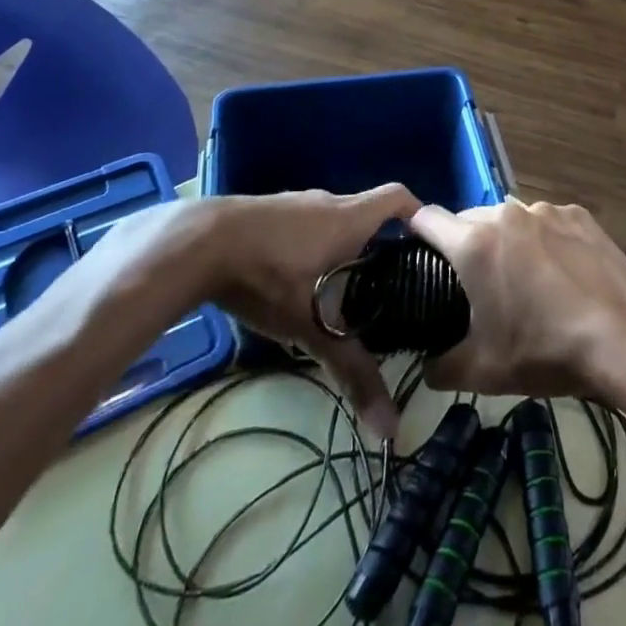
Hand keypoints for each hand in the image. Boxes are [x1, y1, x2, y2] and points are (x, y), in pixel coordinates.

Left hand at [86, 186, 419, 437]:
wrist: (197, 243)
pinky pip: (303, 226)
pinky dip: (311, 247)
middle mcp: (328, 202)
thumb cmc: (269, 275)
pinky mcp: (266, 213)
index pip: (398, 198)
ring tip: (346, 291)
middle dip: (381, 245)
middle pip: (367, 214)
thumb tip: (390, 427)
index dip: (418, 214)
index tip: (428, 243)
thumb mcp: (312, 326)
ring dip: (343, 247)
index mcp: (349, 217)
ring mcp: (294, 203)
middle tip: (391, 285)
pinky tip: (295, 283)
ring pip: (332, 221)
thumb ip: (351, 371)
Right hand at [407, 200, 625, 407]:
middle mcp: (507, 213)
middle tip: (473, 287)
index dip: (414, 235)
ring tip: (522, 282)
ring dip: (504, 242)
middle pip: (468, 219)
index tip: (417, 258)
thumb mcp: (483, 372)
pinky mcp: (578, 214)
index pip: (425, 218)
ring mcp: (546, 210)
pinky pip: (545, 223)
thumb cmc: (546, 351)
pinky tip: (561, 275)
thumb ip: (440, 365)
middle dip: (463, 245)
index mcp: (475, 243)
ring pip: (509, 219)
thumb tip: (426, 365)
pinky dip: (542, 241)